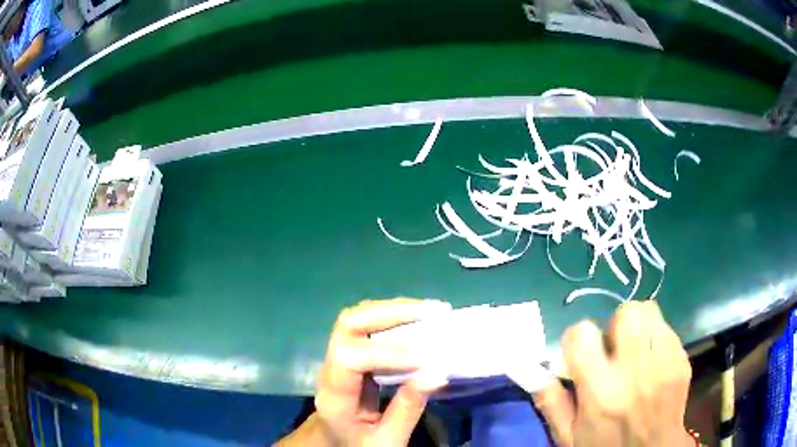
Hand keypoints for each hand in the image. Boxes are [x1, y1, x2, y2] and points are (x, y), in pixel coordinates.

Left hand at [313, 298, 451, 445]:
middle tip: (434, 312)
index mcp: (334, 395)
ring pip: (358, 317)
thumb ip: (407, 409)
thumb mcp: (385, 439)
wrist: (335, 441)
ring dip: (395, 309)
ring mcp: (337, 355)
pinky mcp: (351, 351)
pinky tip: (419, 317)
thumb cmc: (358, 444)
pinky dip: (395, 315)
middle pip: (348, 324)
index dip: (388, 353)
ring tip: (432, 310)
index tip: (427, 357)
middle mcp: (330, 367)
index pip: (350, 358)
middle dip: (391, 313)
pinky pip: (368, 324)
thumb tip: (437, 372)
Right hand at [533, 301, 692, 446]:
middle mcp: (635, 372)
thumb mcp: (569, 437)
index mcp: (601, 392)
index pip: (582, 335)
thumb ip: (551, 403)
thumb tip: (535, 370)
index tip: (581, 354)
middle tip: (614, 348)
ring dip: (637, 326)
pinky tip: (652, 363)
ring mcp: (664, 362)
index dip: (577, 339)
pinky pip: (666, 329)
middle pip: (626, 313)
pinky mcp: (681, 360)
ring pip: (650, 312)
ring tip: (634, 351)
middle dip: (615, 324)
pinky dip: (655, 339)